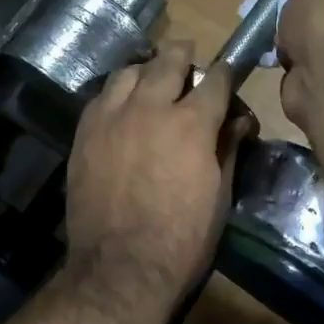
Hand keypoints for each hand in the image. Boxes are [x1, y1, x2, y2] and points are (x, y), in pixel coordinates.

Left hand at [63, 43, 254, 323]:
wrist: (120, 268)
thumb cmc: (183, 238)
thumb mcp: (219, 195)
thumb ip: (227, 149)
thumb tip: (239, 122)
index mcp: (191, 123)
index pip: (215, 80)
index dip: (225, 74)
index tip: (228, 74)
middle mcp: (150, 108)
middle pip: (168, 60)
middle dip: (183, 55)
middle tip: (188, 57)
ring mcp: (111, 117)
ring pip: (129, 72)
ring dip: (146, 70)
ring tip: (152, 80)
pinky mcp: (84, 133)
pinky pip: (101, 96)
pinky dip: (117, 94)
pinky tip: (122, 106)